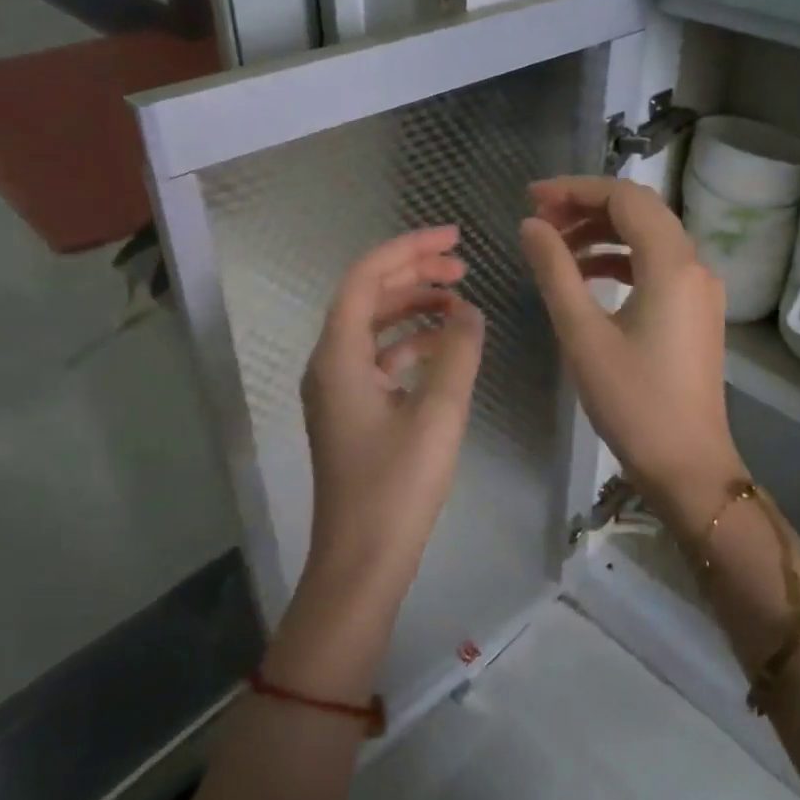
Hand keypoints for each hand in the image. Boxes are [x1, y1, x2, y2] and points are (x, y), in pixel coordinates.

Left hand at [300, 227, 484, 595]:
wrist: (362, 561)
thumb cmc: (397, 487)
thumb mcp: (438, 414)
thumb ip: (457, 354)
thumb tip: (470, 312)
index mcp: (339, 356)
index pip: (366, 278)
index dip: (408, 249)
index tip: (454, 238)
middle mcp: (329, 364)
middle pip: (368, 297)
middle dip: (414, 274)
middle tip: (463, 267)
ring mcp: (338, 389)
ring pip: (374, 327)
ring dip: (413, 307)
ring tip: (460, 302)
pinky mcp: (352, 411)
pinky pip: (379, 358)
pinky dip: (410, 343)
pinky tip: (443, 347)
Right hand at [520, 177, 744, 532]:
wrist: (688, 465)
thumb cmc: (632, 401)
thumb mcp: (582, 333)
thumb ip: (555, 270)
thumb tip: (532, 224)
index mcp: (672, 264)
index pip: (624, 197)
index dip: (575, 188)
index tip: (531, 198)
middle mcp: (694, 265)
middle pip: (639, 211)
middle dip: (587, 206)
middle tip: (539, 219)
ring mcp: (699, 289)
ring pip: (648, 238)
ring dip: (602, 233)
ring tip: (554, 247)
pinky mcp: (695, 310)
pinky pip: (656, 266)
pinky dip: (620, 260)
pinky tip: (585, 276)